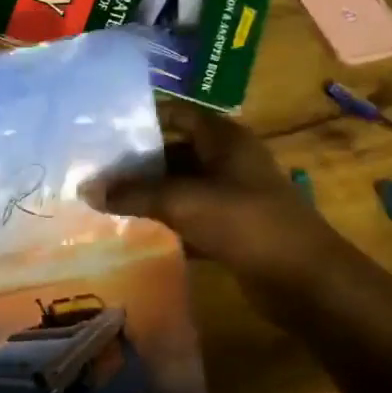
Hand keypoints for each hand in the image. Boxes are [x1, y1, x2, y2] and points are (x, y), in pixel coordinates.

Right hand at [83, 104, 342, 292]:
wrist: (305, 279)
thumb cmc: (245, 222)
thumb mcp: (184, 201)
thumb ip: (135, 193)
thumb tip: (86, 189)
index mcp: (223, 137)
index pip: (175, 113)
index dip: (140, 119)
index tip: (101, 130)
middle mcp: (228, 158)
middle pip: (174, 149)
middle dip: (137, 160)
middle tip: (94, 168)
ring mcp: (232, 193)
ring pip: (181, 184)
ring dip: (149, 192)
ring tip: (104, 197)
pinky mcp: (232, 226)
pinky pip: (191, 215)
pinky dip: (166, 220)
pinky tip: (133, 229)